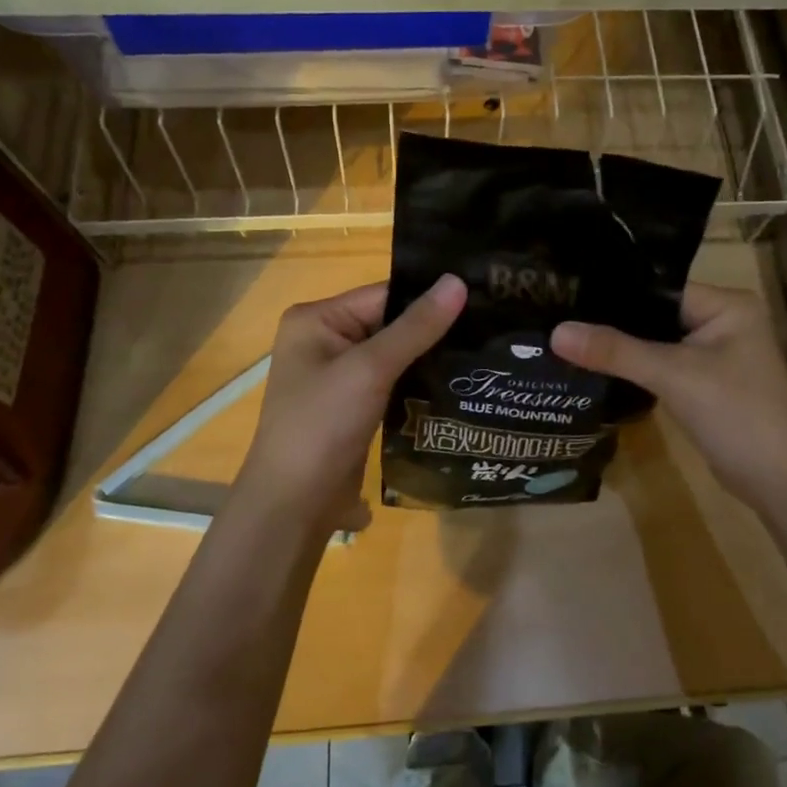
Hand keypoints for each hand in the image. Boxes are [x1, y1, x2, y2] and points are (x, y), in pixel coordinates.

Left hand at [233, 275, 466, 535]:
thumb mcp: (370, 369)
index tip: (482, 299)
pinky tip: (458, 383)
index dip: (430, 298)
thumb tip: (457, 281)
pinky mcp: (354, 406)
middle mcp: (325, 340)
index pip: (384, 295)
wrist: (294, 505)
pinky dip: (420, 383)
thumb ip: (416, 327)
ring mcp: (339, 376)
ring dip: (431, 358)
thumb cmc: (322, 425)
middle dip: (435, 329)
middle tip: (492, 328)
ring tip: (485, 354)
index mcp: (317, 319)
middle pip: (391, 323)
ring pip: (396, 355)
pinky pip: (393, 382)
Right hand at [551, 283, 786, 514]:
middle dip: (614, 322)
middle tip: (559, 318)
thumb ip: (616, 351)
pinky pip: (664, 367)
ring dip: (623, 348)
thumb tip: (555, 332)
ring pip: (658, 343)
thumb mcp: (674, 375)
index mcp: (727, 304)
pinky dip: (637, 369)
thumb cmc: (737, 414)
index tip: (566, 295)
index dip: (615, 293)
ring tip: (569, 340)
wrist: (782, 482)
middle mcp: (724, 321)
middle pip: (656, 314)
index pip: (659, 287)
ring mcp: (717, 355)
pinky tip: (598, 368)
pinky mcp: (707, 385)